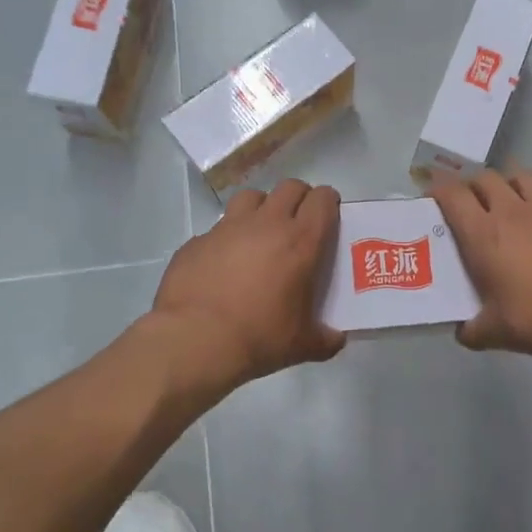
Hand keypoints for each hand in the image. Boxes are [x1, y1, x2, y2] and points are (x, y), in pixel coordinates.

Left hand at [150, 179, 345, 397]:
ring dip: (262, 207)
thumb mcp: (302, 344)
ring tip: (260, 232)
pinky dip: (226, 238)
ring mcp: (228, 228)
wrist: (195, 341)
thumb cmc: (259, 337)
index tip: (329, 215)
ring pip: (251, 197)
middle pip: (290, 187)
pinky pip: (217, 228)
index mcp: (301, 241)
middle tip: (299, 222)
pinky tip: (223, 263)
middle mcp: (266, 224)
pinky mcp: (197, 240)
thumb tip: (336, 340)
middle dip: (299, 198)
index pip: (323, 200)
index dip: (329, 202)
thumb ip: (325, 339)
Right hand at [430, 168, 531, 357]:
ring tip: (510, 201)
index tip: (432, 193)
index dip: (439, 188)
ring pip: (525, 179)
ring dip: (511, 185)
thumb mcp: (494, 332)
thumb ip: (472, 329)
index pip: (453, 194)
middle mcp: (514, 213)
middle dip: (473, 184)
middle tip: (470, 201)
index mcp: (485, 234)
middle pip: (487, 178)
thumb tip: (463, 332)